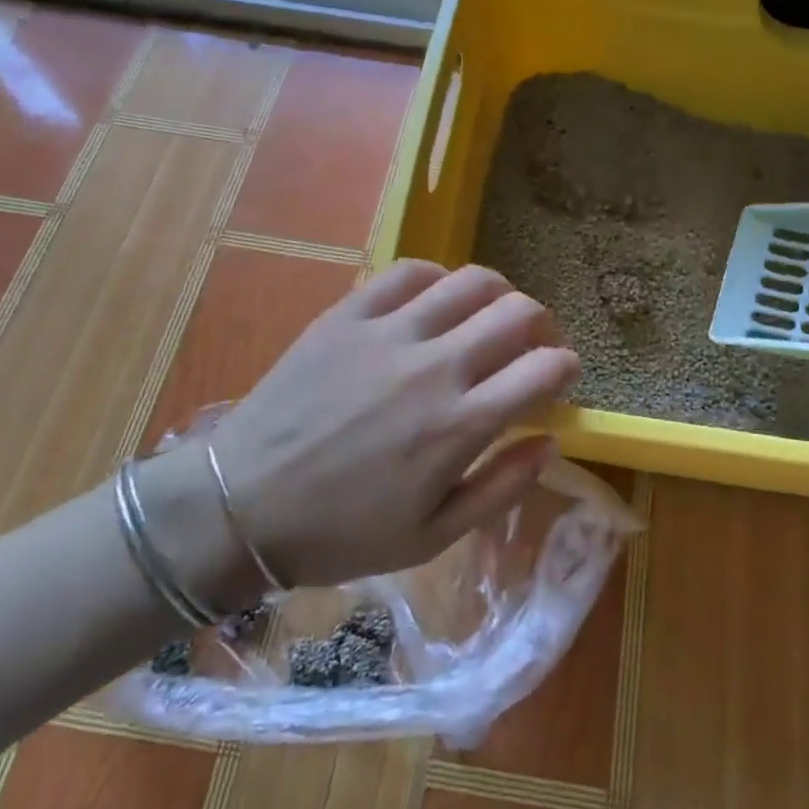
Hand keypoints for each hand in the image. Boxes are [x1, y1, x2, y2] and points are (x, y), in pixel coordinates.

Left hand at [198, 261, 579, 587]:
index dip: (566, 366)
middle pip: (518, 313)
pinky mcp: (350, 313)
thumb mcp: (432, 536)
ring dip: (499, 294)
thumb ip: (501, 488)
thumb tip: (551, 442)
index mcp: (460, 425)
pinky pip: (410, 272)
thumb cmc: (342, 532)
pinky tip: (436, 299)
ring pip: (471, 281)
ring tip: (492, 315)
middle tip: (533, 345)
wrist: (242, 505)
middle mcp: (435, 366)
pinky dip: (438, 278)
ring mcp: (390, 332)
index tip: (562, 375)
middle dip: (543, 325)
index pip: (544, 369)